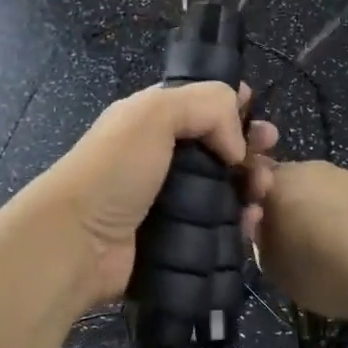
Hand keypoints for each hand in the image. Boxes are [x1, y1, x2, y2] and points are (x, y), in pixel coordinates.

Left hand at [40, 82, 279, 305]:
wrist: (78, 243)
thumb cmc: (114, 170)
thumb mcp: (153, 114)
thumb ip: (205, 106)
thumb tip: (236, 146)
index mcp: (153, 120)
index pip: (201, 104)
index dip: (233, 105)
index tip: (258, 114)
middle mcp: (163, 156)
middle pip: (220, 146)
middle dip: (250, 146)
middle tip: (270, 152)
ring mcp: (171, 200)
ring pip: (225, 187)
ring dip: (251, 184)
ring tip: (262, 190)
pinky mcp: (179, 238)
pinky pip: (220, 226)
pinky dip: (241, 222)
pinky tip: (252, 222)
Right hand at [254, 161, 347, 325]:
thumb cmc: (328, 270)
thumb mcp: (275, 269)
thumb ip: (261, 242)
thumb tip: (262, 226)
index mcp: (278, 182)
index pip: (251, 182)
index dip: (252, 207)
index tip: (259, 235)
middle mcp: (312, 167)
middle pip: (289, 183)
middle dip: (288, 208)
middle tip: (293, 247)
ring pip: (324, 191)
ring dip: (322, 213)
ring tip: (333, 252)